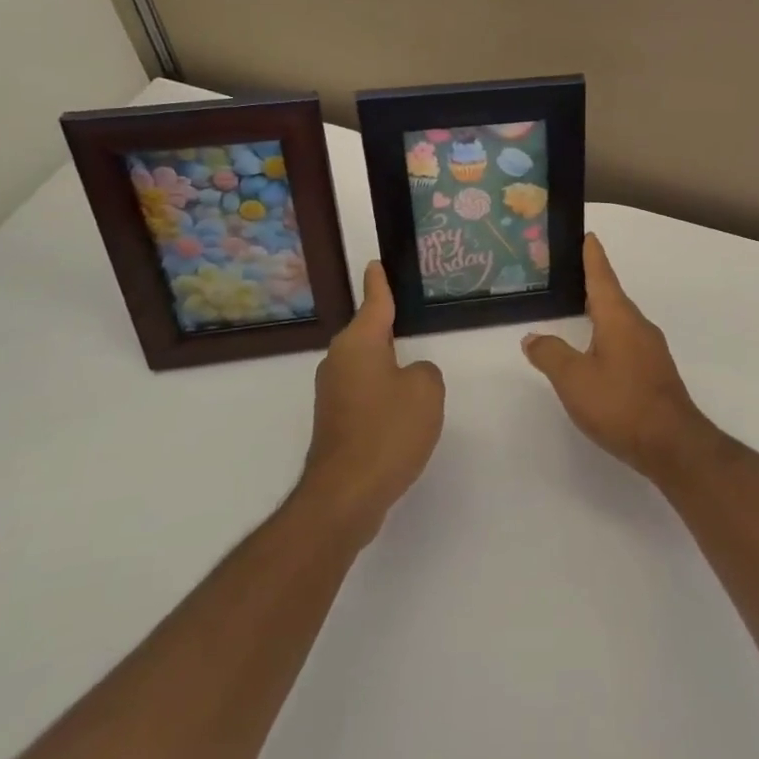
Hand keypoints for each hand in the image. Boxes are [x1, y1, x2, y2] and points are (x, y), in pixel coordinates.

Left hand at [302, 261, 444, 544]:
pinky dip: (383, 391)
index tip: (376, 263)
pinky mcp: (335, 420)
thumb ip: (425, 372)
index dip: (379, 282)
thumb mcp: (426, 391)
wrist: (345, 494)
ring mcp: (333, 392)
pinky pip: (365, 390)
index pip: (374, 302)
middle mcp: (339, 361)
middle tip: (411, 314)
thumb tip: (410, 376)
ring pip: (367, 363)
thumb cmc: (388, 431)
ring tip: (414, 363)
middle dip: (387, 325)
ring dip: (388, 362)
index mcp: (359, 343)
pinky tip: (402, 406)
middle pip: (368, 333)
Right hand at [521, 234, 713, 482]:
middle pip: (611, 295)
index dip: (592, 255)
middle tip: (569, 272)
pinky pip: (626, 340)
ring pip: (620, 320)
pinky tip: (596, 350)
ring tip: (576, 309)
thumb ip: (550, 355)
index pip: (602, 276)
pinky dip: (607, 334)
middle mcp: (638, 325)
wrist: (672, 443)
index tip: (588, 235)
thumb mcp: (573, 379)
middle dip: (592, 282)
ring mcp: (650, 349)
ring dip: (600, 310)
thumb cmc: (620, 403)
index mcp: (618, 317)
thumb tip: (533, 337)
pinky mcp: (654, 371)